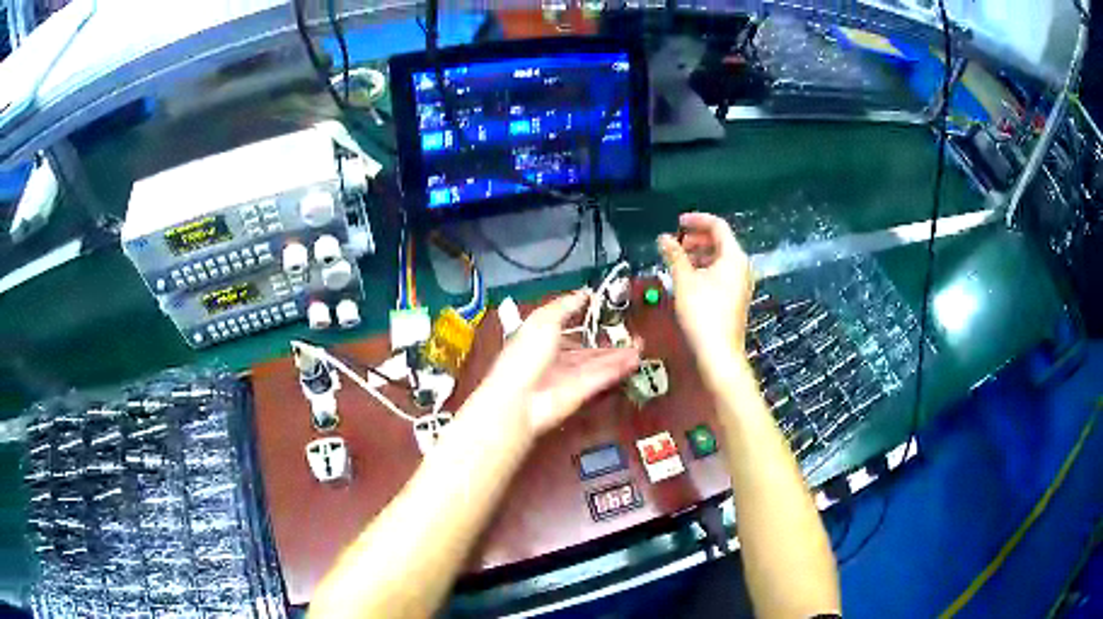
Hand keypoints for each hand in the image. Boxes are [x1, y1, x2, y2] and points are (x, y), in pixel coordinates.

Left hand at [481, 291, 640, 437]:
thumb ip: (564, 306)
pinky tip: (634, 360)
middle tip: (630, 334)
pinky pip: (601, 378)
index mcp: (540, 340)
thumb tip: (583, 293)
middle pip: (586, 351)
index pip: (565, 331)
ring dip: (618, 356)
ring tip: (640, 346)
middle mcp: (555, 360)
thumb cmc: (526, 354)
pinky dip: (617, 369)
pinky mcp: (581, 393)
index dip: (584, 323)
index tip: (604, 313)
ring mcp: (569, 378)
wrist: (520, 399)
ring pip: (597, 365)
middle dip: (607, 343)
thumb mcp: (543, 321)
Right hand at [658, 212, 754, 370]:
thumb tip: (664, 238)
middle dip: (697, 238)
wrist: (718, 352)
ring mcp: (741, 283)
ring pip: (720, 258)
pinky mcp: (736, 297)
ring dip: (699, 254)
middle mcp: (742, 267)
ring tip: (678, 261)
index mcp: (734, 257)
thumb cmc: (702, 313)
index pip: (718, 226)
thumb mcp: (684, 280)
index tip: (677, 223)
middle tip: (676, 243)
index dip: (697, 220)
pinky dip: (705, 268)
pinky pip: (722, 273)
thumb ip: (674, 255)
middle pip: (720, 241)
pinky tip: (688, 278)